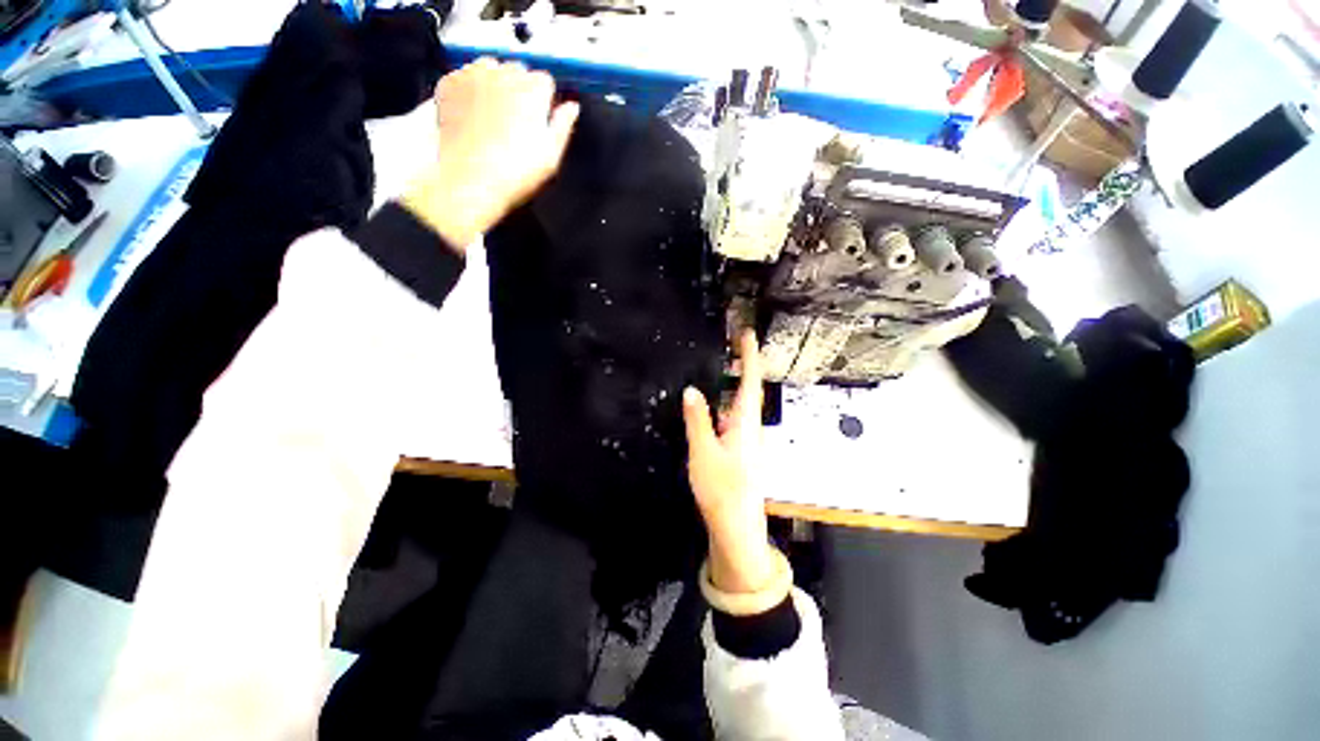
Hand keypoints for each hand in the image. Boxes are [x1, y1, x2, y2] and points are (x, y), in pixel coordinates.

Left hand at [402, 58, 579, 249]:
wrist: (470, 180)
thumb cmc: (515, 172)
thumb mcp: (551, 156)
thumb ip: (563, 125)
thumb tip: (572, 108)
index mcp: (533, 89)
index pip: (545, 81)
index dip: (544, 102)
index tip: (539, 120)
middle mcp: (503, 73)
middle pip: (517, 70)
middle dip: (519, 90)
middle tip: (516, 123)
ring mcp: (473, 75)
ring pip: (489, 69)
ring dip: (494, 85)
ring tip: (493, 118)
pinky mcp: (449, 83)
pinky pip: (463, 77)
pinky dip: (469, 91)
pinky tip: (472, 117)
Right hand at [682, 331, 773, 593]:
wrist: (735, 525)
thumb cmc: (722, 487)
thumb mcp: (703, 451)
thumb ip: (697, 419)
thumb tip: (692, 390)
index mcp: (745, 423)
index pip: (750, 381)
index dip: (749, 356)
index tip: (747, 334)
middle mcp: (750, 427)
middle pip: (748, 390)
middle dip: (741, 366)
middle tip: (730, 346)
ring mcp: (747, 439)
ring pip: (740, 405)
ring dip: (731, 386)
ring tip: (718, 370)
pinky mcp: (741, 450)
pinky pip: (733, 419)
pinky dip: (724, 405)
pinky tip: (711, 409)